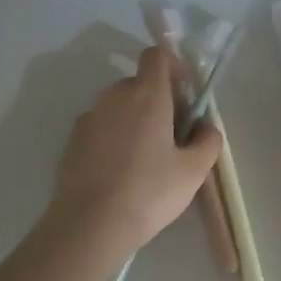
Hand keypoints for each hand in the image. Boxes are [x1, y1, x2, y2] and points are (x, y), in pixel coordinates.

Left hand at [50, 45, 221, 253]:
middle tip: (172, 136)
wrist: (90, 224)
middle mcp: (114, 96)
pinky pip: (100, 128)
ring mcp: (89, 118)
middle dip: (157, 100)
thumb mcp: (193, 171)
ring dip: (134, 120)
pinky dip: (113, 138)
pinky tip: (120, 172)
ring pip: (118, 107)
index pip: (156, 55)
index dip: (173, 68)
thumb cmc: (149, 192)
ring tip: (145, 159)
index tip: (184, 97)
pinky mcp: (72, 141)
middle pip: (139, 83)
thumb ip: (207, 141)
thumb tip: (205, 126)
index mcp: (146, 95)